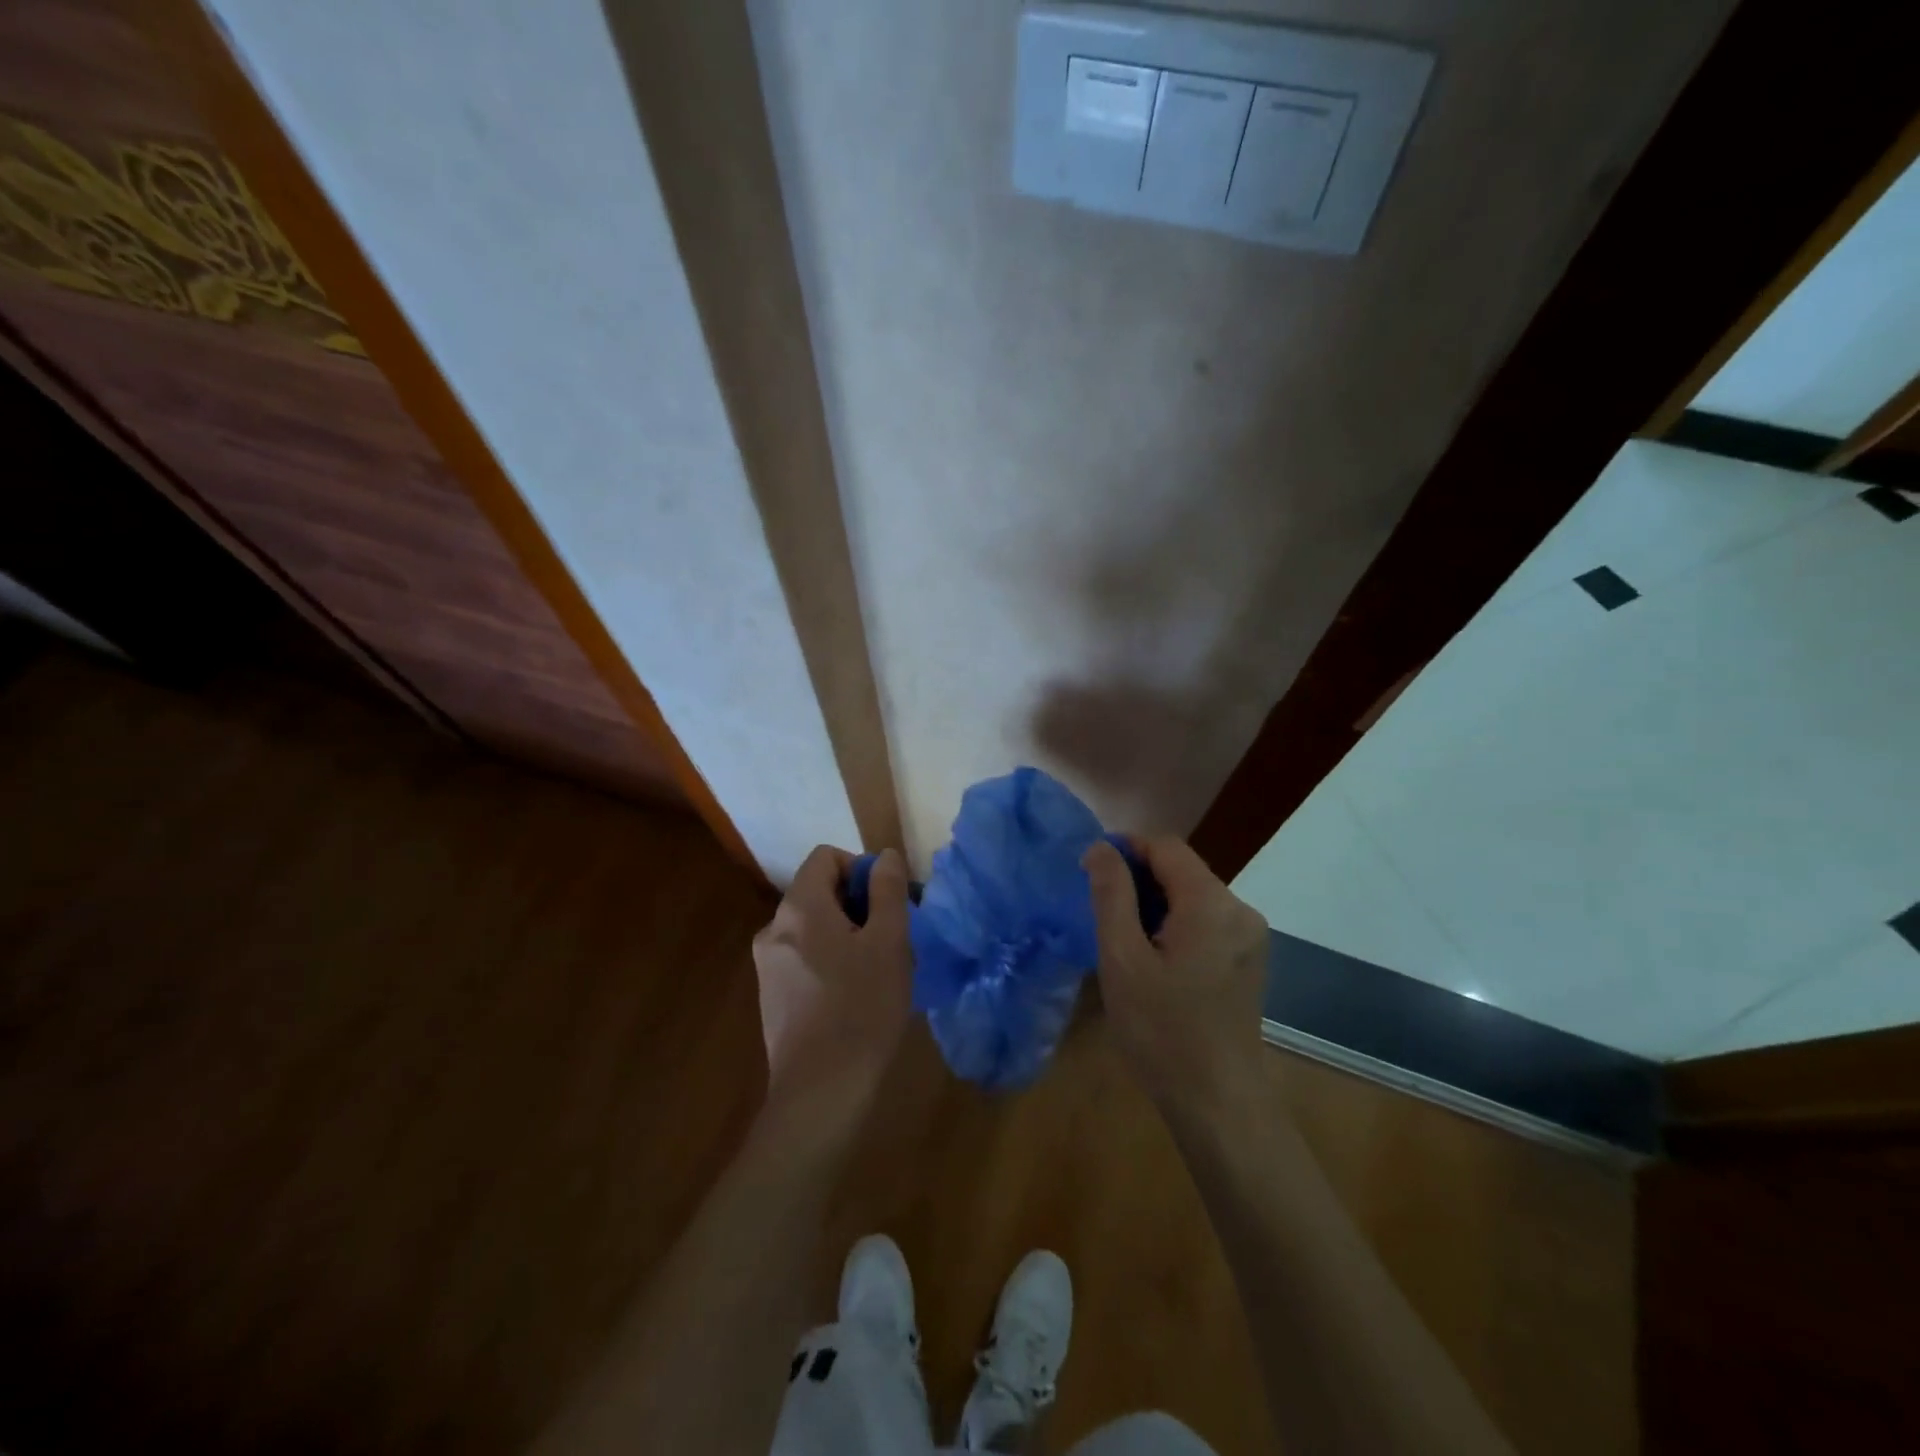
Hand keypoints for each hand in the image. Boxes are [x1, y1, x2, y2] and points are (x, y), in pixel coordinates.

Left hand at [752, 845, 913, 1128]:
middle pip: (818, 892)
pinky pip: (804, 957)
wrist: (820, 1093)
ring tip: (876, 970)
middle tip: (891, 938)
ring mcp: (767, 965)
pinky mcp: (771, 997)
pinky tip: (853, 996)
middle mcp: (774, 929)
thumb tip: (883, 856)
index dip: (860, 868)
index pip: (825, 857)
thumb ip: (887, 891)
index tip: (887, 903)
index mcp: (799, 908)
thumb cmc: (862, 1008)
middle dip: (858, 904)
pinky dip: (829, 960)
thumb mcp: (888, 943)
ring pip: (813, 928)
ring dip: (846, 934)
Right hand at [1084, 836, 1269, 1111]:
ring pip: (1194, 896)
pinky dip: (1177, 924)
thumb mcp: (1122, 959)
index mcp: (1211, 903)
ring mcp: (1250, 936)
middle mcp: (1239, 909)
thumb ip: (1112, 895)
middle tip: (1102, 913)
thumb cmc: (1162, 1031)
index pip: (1165, 846)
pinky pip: (1207, 921)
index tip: (1091, 872)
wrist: (1219, 1103)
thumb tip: (1101, 848)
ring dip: (1157, 903)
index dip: (1126, 849)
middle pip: (1182, 869)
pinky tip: (1156, 959)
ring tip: (1125, 940)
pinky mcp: (1250, 960)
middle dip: (1140, 879)